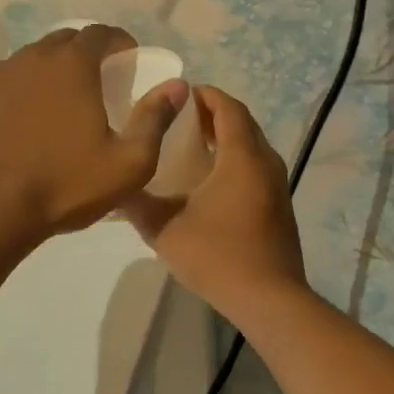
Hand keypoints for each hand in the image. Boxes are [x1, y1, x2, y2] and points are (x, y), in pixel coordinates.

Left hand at [0, 24, 185, 243]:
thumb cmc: (64, 186)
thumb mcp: (129, 164)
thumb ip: (155, 119)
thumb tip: (178, 85)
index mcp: (72, 66)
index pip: (100, 33)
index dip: (118, 41)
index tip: (126, 58)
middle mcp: (30, 58)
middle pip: (62, 41)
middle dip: (82, 54)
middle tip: (93, 83)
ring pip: (27, 62)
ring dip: (45, 73)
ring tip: (52, 106)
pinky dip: (12, 93)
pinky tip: (14, 123)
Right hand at [120, 86, 307, 321]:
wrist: (269, 299)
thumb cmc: (218, 256)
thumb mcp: (165, 230)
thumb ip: (137, 203)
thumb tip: (115, 185)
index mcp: (242, 157)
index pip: (228, 108)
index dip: (205, 96)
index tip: (179, 95)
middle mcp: (265, 163)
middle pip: (242, 123)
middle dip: (213, 114)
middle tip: (179, 119)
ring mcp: (277, 185)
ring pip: (252, 146)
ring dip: (226, 138)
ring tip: (191, 146)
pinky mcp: (279, 205)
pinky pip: (257, 167)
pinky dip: (235, 160)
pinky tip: (210, 182)